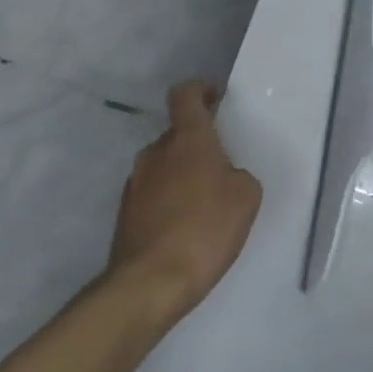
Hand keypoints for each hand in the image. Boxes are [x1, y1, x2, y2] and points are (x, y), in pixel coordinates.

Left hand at [105, 81, 261, 318]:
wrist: (151, 281)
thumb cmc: (206, 229)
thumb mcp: (246, 197)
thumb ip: (238, 175)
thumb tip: (224, 175)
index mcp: (188, 139)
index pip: (185, 95)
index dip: (200, 90)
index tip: (215, 97)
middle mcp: (156, 153)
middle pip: (177, 134)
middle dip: (198, 144)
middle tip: (222, 166)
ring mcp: (136, 182)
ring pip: (165, 165)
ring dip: (183, 173)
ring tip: (206, 202)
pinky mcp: (126, 212)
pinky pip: (154, 192)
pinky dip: (170, 199)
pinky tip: (187, 226)